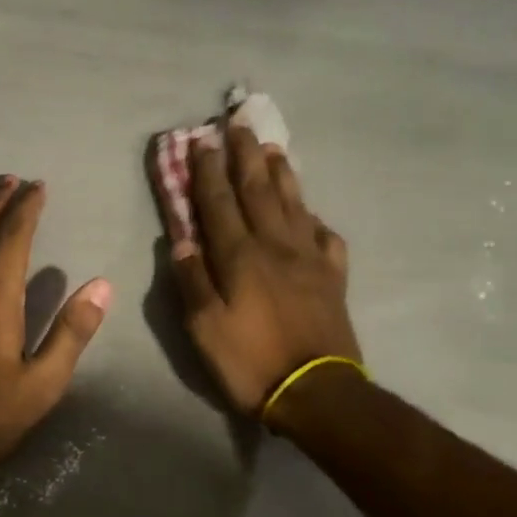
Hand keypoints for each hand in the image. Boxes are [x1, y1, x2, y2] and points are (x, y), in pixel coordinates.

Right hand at [172, 123, 361, 415]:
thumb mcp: (203, 328)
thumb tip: (182, 240)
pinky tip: (309, 213)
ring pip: (294, 204)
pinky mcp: (333, 277)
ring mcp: (310, 259)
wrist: (317, 393)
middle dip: (245, 156)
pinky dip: (314, 218)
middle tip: (238, 124)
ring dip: (281, 173)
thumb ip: (192, 280)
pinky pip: (326, 237)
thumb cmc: (250, 361)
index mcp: (240, 257)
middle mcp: (276, 246)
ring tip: (272, 148)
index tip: (200, 141)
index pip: (218, 203)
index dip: (207, 171)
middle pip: (258, 191)